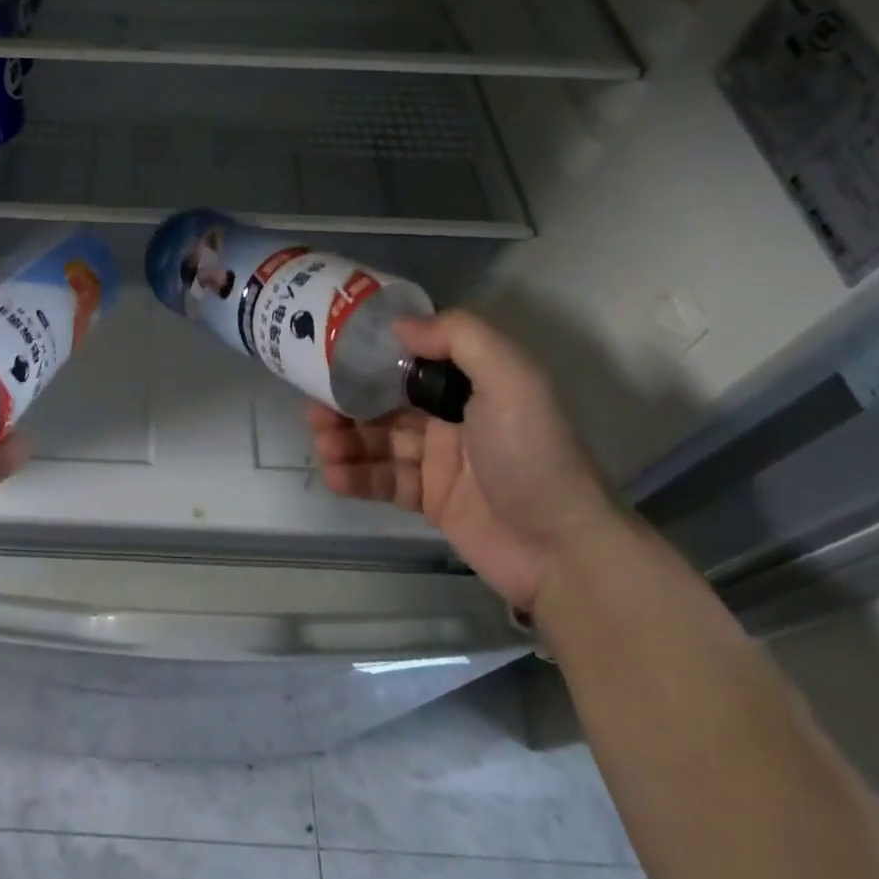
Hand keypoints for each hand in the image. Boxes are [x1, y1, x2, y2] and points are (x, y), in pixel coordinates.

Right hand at [308, 309, 617, 610]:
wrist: (564, 552)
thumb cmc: (534, 456)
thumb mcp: (513, 381)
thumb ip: (460, 339)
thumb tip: (398, 326)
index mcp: (469, 384)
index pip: (408, 361)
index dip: (368, 358)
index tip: (329, 356)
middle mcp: (450, 417)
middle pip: (384, 401)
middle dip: (346, 402)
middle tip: (314, 409)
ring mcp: (437, 460)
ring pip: (376, 440)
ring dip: (344, 439)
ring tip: (323, 444)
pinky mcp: (428, 499)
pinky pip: (382, 480)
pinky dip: (355, 476)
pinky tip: (335, 475)